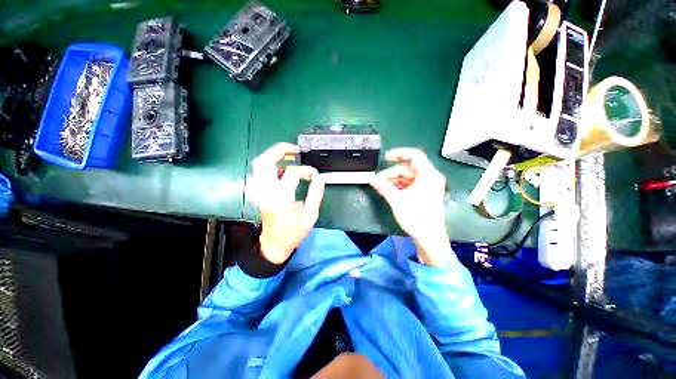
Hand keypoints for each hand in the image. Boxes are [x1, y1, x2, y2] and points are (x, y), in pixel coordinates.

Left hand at [250, 143, 324, 263]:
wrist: (273, 244)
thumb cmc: (293, 232)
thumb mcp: (310, 215)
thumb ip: (316, 194)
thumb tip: (320, 178)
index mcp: (281, 198)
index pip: (292, 173)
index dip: (306, 170)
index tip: (315, 175)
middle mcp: (267, 191)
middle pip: (265, 161)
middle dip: (280, 150)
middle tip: (295, 150)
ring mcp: (260, 191)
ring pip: (260, 164)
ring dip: (274, 156)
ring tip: (290, 155)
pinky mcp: (259, 192)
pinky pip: (261, 171)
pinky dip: (272, 165)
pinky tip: (283, 168)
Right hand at [369, 148, 452, 266]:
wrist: (429, 237)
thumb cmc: (415, 217)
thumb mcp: (396, 200)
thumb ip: (383, 186)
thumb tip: (371, 178)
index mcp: (428, 175)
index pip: (414, 156)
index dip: (399, 153)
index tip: (385, 157)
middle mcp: (431, 177)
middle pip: (408, 169)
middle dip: (391, 173)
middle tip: (377, 180)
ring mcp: (429, 186)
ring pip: (408, 177)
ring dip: (394, 180)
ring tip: (380, 187)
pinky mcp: (426, 193)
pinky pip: (411, 184)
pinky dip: (400, 186)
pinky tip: (388, 190)